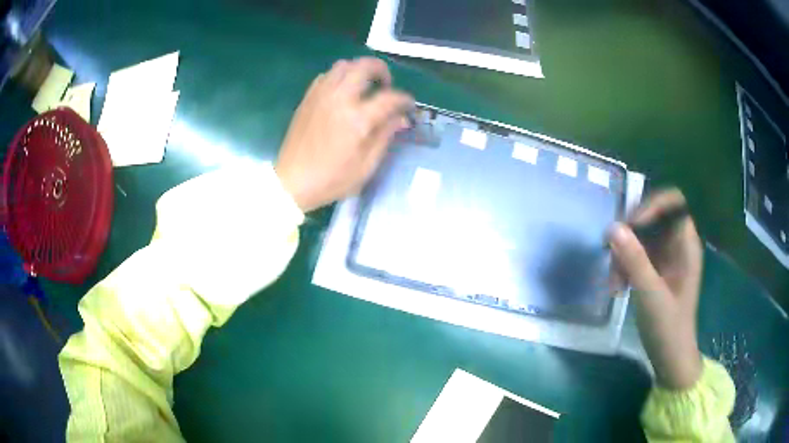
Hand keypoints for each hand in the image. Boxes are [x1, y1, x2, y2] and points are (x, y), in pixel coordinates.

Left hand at [275, 57, 413, 211]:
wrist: (292, 182)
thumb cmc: (332, 179)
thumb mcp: (366, 166)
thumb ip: (385, 136)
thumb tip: (401, 118)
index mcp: (357, 119)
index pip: (389, 97)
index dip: (404, 99)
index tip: (409, 105)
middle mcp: (339, 99)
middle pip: (364, 66)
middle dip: (381, 70)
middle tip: (386, 85)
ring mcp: (321, 96)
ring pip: (343, 65)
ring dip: (359, 70)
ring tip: (364, 86)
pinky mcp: (308, 99)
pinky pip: (326, 75)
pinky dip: (339, 77)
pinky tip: (342, 92)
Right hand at [609, 189, 703, 389]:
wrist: (670, 358)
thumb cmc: (668, 327)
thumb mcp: (650, 294)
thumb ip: (634, 260)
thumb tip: (612, 227)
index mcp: (686, 245)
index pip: (673, 203)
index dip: (653, 205)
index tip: (631, 224)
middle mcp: (677, 245)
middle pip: (653, 219)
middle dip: (631, 234)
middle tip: (613, 253)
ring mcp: (666, 258)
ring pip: (641, 238)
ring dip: (623, 255)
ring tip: (614, 282)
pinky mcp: (655, 271)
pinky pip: (637, 255)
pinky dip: (624, 267)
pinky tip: (617, 287)